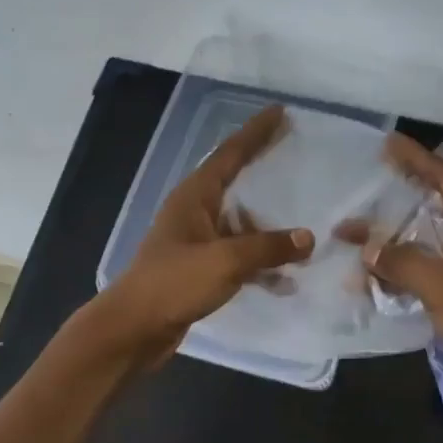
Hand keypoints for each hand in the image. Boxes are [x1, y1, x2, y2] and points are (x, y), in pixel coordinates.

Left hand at [90, 105, 313, 365]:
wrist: (134, 329)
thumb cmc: (174, 283)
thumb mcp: (225, 261)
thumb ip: (268, 247)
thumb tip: (307, 238)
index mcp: (195, 196)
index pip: (230, 154)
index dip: (256, 132)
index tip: (280, 112)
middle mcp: (195, 212)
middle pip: (237, 182)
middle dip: (265, 171)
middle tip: (296, 155)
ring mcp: (197, 242)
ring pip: (241, 225)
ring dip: (269, 228)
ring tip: (305, 228)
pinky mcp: (201, 270)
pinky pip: (239, 257)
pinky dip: (261, 264)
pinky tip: (286, 279)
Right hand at [366, 133, 442, 414]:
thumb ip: (402, 261)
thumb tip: (368, 247)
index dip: (418, 159)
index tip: (387, 144)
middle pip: (438, 208)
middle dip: (399, 204)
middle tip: (364, 192)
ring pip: (433, 242)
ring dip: (398, 243)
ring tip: (358, 240)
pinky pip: (435, 271)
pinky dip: (408, 271)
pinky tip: (377, 279)